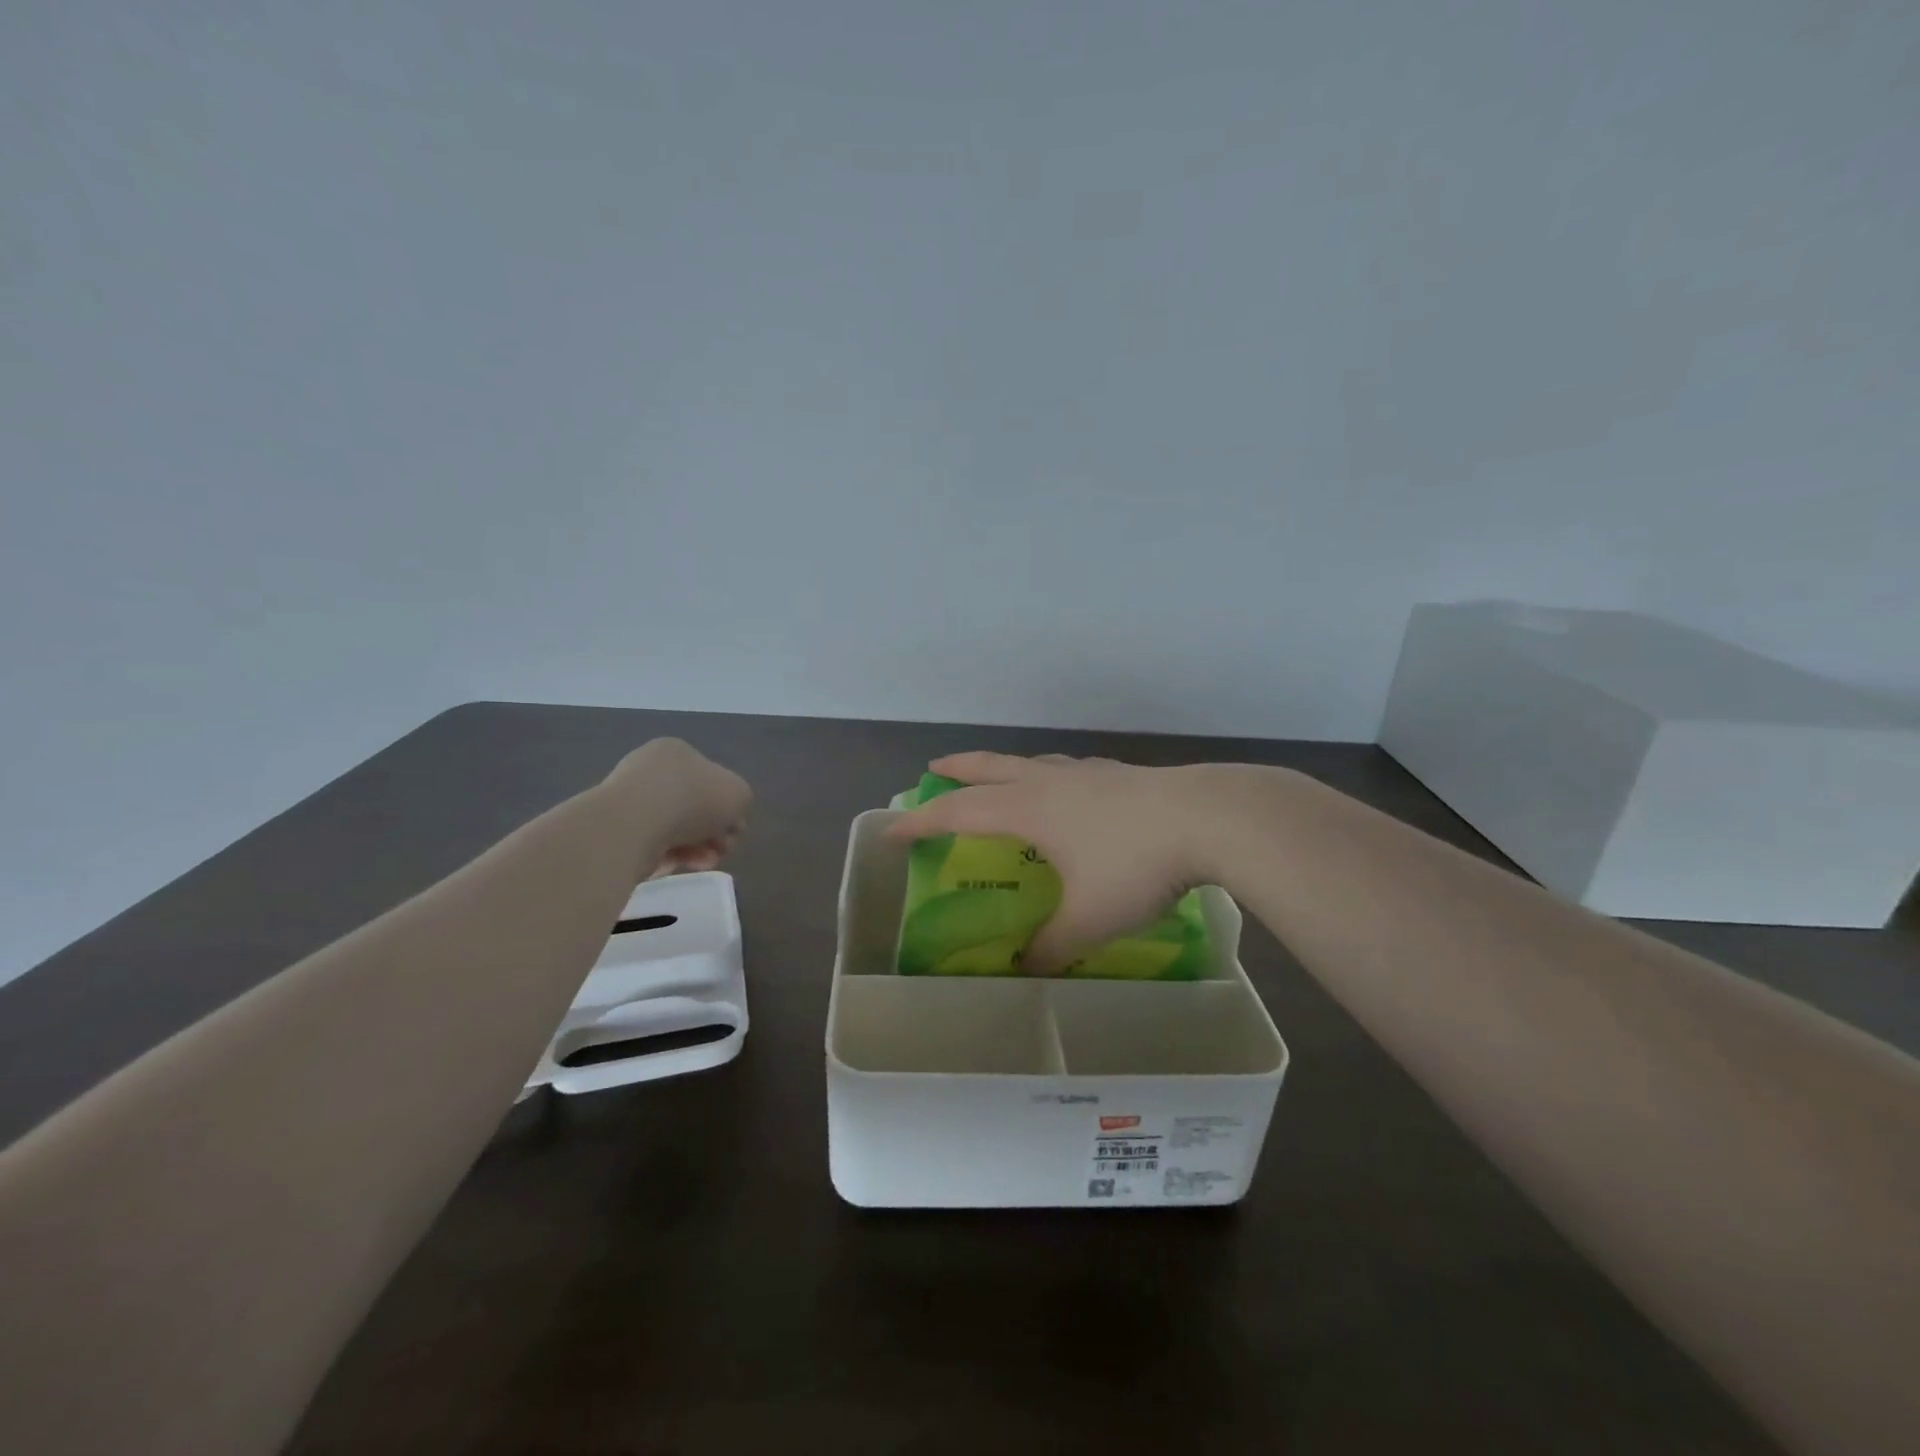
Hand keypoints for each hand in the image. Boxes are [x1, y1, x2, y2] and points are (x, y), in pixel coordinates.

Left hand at [601, 738, 751, 879]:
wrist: (634, 825)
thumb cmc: (693, 799)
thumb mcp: (739, 794)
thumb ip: (740, 802)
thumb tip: (726, 819)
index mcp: (677, 751)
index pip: (711, 780)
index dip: (729, 807)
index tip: (735, 830)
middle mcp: (650, 770)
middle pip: (694, 807)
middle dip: (713, 832)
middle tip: (722, 849)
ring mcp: (628, 800)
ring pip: (675, 829)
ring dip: (697, 847)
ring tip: (705, 862)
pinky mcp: (615, 831)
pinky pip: (652, 845)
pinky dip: (671, 855)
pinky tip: (681, 864)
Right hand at [886, 751, 1242, 973]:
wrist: (1209, 818)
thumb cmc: (1134, 865)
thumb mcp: (1088, 920)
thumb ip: (1052, 948)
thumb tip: (1026, 971)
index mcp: (1029, 809)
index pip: (958, 812)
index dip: (922, 822)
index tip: (893, 830)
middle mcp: (1049, 782)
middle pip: (989, 767)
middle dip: (957, 769)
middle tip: (933, 768)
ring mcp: (1088, 773)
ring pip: (1031, 762)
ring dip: (1004, 766)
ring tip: (1000, 777)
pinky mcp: (1120, 775)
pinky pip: (1068, 770)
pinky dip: (1049, 776)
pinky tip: (1070, 791)